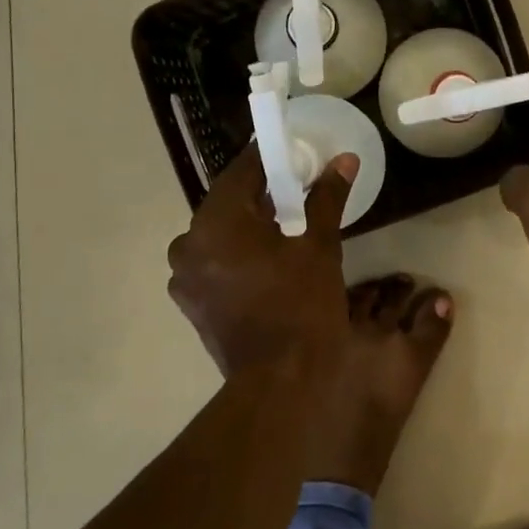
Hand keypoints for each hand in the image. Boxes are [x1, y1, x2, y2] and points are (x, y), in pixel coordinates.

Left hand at [167, 144, 357, 378]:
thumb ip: (327, 197)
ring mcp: (184, 277)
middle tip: (294, 187)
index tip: (289, 148)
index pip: (241, 171)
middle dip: (260, 193)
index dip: (267, 156)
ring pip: (219, 234)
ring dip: (247, 224)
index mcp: (215, 223)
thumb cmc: (301, 305)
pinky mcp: (191, 303)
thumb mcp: (320, 245)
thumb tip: (344, 160)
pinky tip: (265, 259)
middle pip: (227, 203)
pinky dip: (236, 253)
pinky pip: (214, 261)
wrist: (280, 380)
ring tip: (283, 225)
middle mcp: (188, 244)